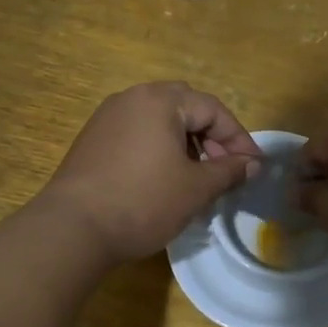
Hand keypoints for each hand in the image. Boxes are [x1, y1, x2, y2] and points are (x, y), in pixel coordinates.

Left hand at [40, 82, 261, 262]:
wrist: (74, 228)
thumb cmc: (143, 202)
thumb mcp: (196, 189)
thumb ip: (229, 171)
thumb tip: (252, 163)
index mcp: (160, 100)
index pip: (212, 109)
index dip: (239, 137)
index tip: (253, 166)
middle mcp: (132, 98)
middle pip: (185, 107)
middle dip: (211, 136)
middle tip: (225, 166)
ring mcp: (107, 117)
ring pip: (159, 120)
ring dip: (185, 142)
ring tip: (196, 176)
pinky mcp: (92, 139)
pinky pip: (137, 133)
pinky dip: (158, 149)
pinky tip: (162, 179)